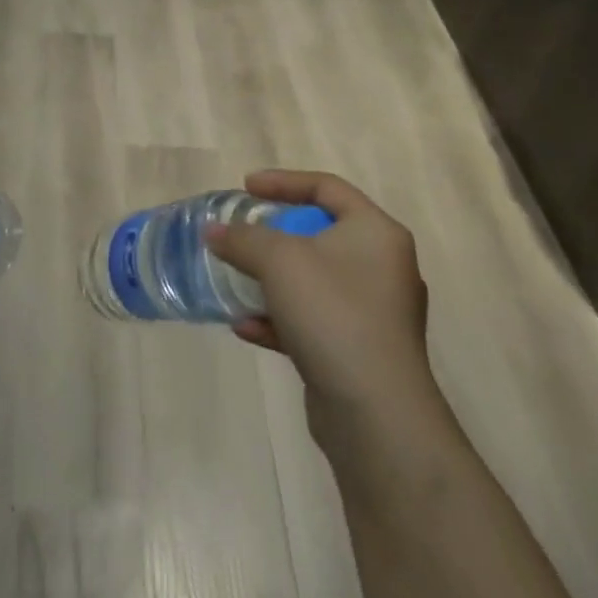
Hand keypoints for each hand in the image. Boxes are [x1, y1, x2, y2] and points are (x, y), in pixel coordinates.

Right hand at [206, 170, 443, 452]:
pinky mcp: (362, 353)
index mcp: (376, 233)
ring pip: (314, 281)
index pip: (328, 187)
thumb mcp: (278, 260)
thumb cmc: (333, 314)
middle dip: (274, 236)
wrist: (376, 416)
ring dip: (272, 280)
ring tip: (237, 282)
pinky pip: (314, 321)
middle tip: (243, 235)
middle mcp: (383, 267)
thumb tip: (214, 231)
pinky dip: (281, 319)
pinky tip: (246, 328)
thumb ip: (243, 238)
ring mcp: (376, 314)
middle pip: (321, 234)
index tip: (245, 187)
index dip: (283, 182)